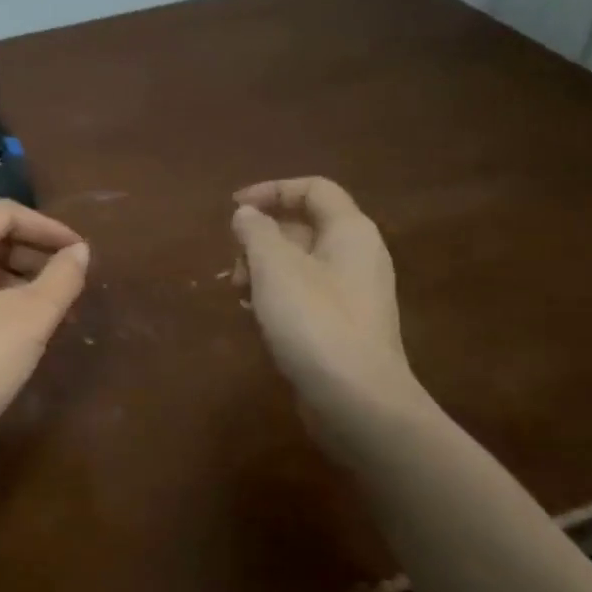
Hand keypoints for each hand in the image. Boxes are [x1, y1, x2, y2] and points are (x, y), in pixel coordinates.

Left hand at [0, 199, 89, 476]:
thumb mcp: (30, 316)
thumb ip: (62, 277)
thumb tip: (80, 251)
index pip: (3, 213)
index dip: (47, 227)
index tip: (80, 251)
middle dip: (34, 252)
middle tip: (70, 278)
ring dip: (20, 277)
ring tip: (55, 304)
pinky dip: (0, 297)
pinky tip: (24, 325)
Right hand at [231, 177, 429, 438]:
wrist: (358, 401)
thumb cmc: (315, 322)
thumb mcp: (274, 267)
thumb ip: (256, 232)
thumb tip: (246, 214)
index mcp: (350, 231)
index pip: (313, 189)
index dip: (271, 190)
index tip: (234, 208)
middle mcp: (357, 256)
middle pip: (304, 226)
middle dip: (261, 237)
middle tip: (235, 264)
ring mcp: (353, 293)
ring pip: (300, 263)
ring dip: (264, 269)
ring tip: (240, 294)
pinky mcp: (343, 325)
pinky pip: (305, 294)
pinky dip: (277, 295)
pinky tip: (256, 317)